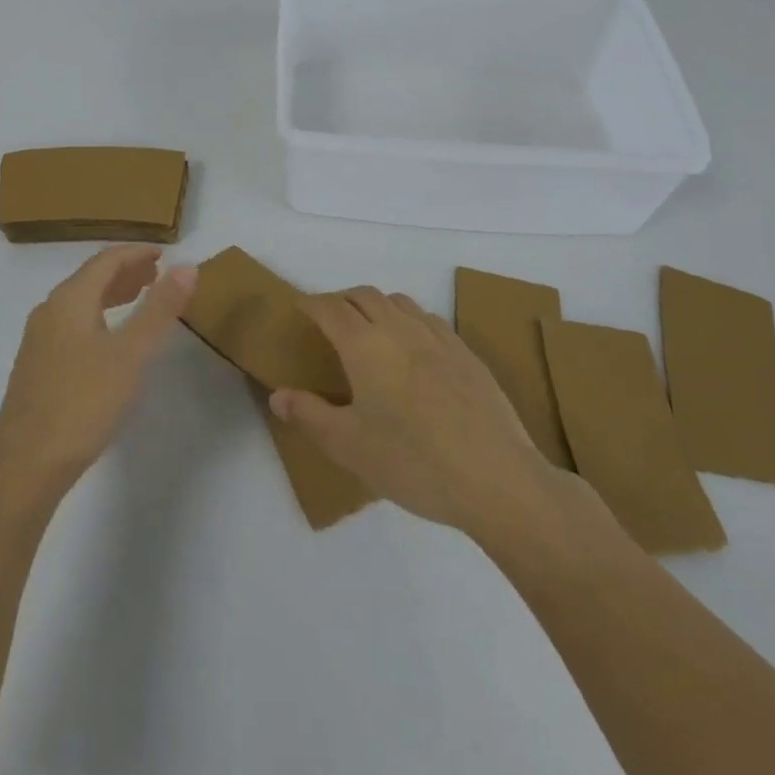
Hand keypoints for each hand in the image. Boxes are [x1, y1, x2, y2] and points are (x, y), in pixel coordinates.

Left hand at [0, 246, 197, 508]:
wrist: (24, 467)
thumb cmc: (82, 404)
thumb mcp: (131, 355)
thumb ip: (159, 309)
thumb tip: (187, 266)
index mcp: (69, 300)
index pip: (106, 260)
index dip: (136, 253)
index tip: (165, 254)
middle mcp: (49, 311)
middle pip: (91, 278)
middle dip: (125, 272)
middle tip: (158, 275)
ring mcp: (38, 340)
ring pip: (80, 303)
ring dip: (111, 294)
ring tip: (140, 298)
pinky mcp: (36, 367)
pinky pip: (72, 324)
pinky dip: (98, 317)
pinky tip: (110, 340)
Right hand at [270, 288, 566, 537]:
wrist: (497, 479)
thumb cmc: (414, 463)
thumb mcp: (350, 447)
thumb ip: (310, 415)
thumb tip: (277, 394)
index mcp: (365, 346)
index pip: (330, 308)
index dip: (311, 303)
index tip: (299, 308)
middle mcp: (399, 329)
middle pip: (364, 295)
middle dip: (341, 299)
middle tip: (328, 321)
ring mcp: (438, 338)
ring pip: (399, 301)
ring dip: (376, 305)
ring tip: (368, 330)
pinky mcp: (466, 353)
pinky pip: (429, 319)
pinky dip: (409, 320)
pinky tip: (413, 348)